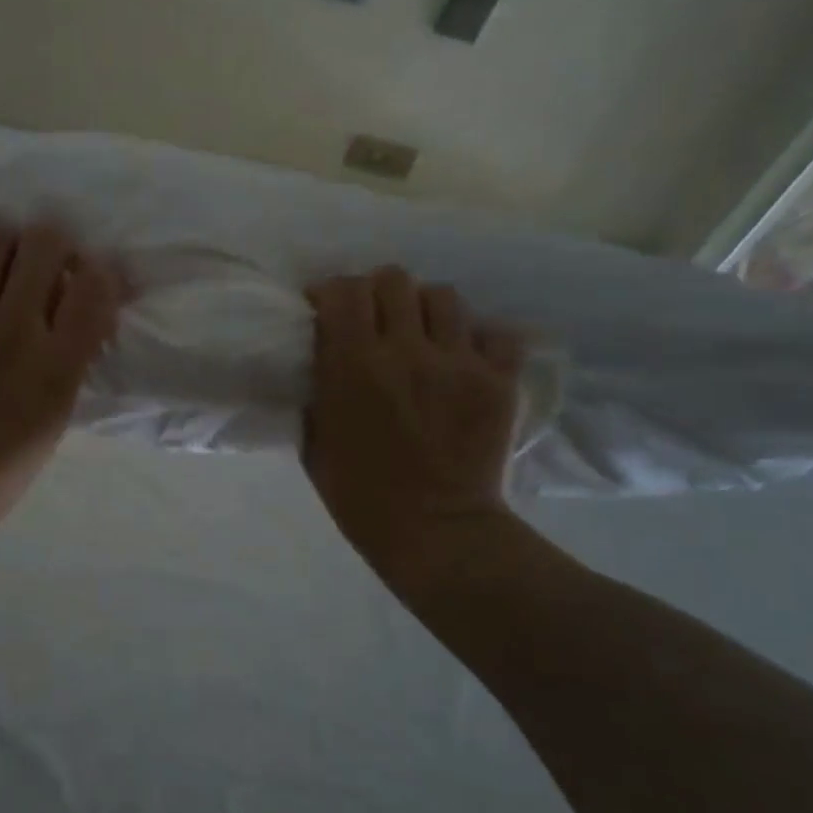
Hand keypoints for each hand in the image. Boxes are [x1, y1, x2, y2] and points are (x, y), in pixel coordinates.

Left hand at [0, 219, 120, 535]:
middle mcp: (11, 330)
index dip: (98, 270)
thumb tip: (83, 298)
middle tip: (36, 267)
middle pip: (46, 241)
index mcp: (56, 366)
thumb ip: (75, 354)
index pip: (96, 283)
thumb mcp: (56, 415)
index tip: (84, 278)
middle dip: (50, 247)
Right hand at [302, 268, 526, 573]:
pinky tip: (463, 359)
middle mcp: (406, 351)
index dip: (331, 291)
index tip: (327, 309)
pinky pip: (494, 333)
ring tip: (421, 335)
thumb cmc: (359, 495)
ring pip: (443, 296)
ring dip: (424, 310)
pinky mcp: (498, 381)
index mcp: (353, 365)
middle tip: (374, 319)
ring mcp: (458, 363)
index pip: (343, 290)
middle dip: (377, 293)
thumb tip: (322, 354)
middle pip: (393, 279)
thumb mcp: (313, 441)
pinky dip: (477, 339)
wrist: (434, 533)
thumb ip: (316, 388)